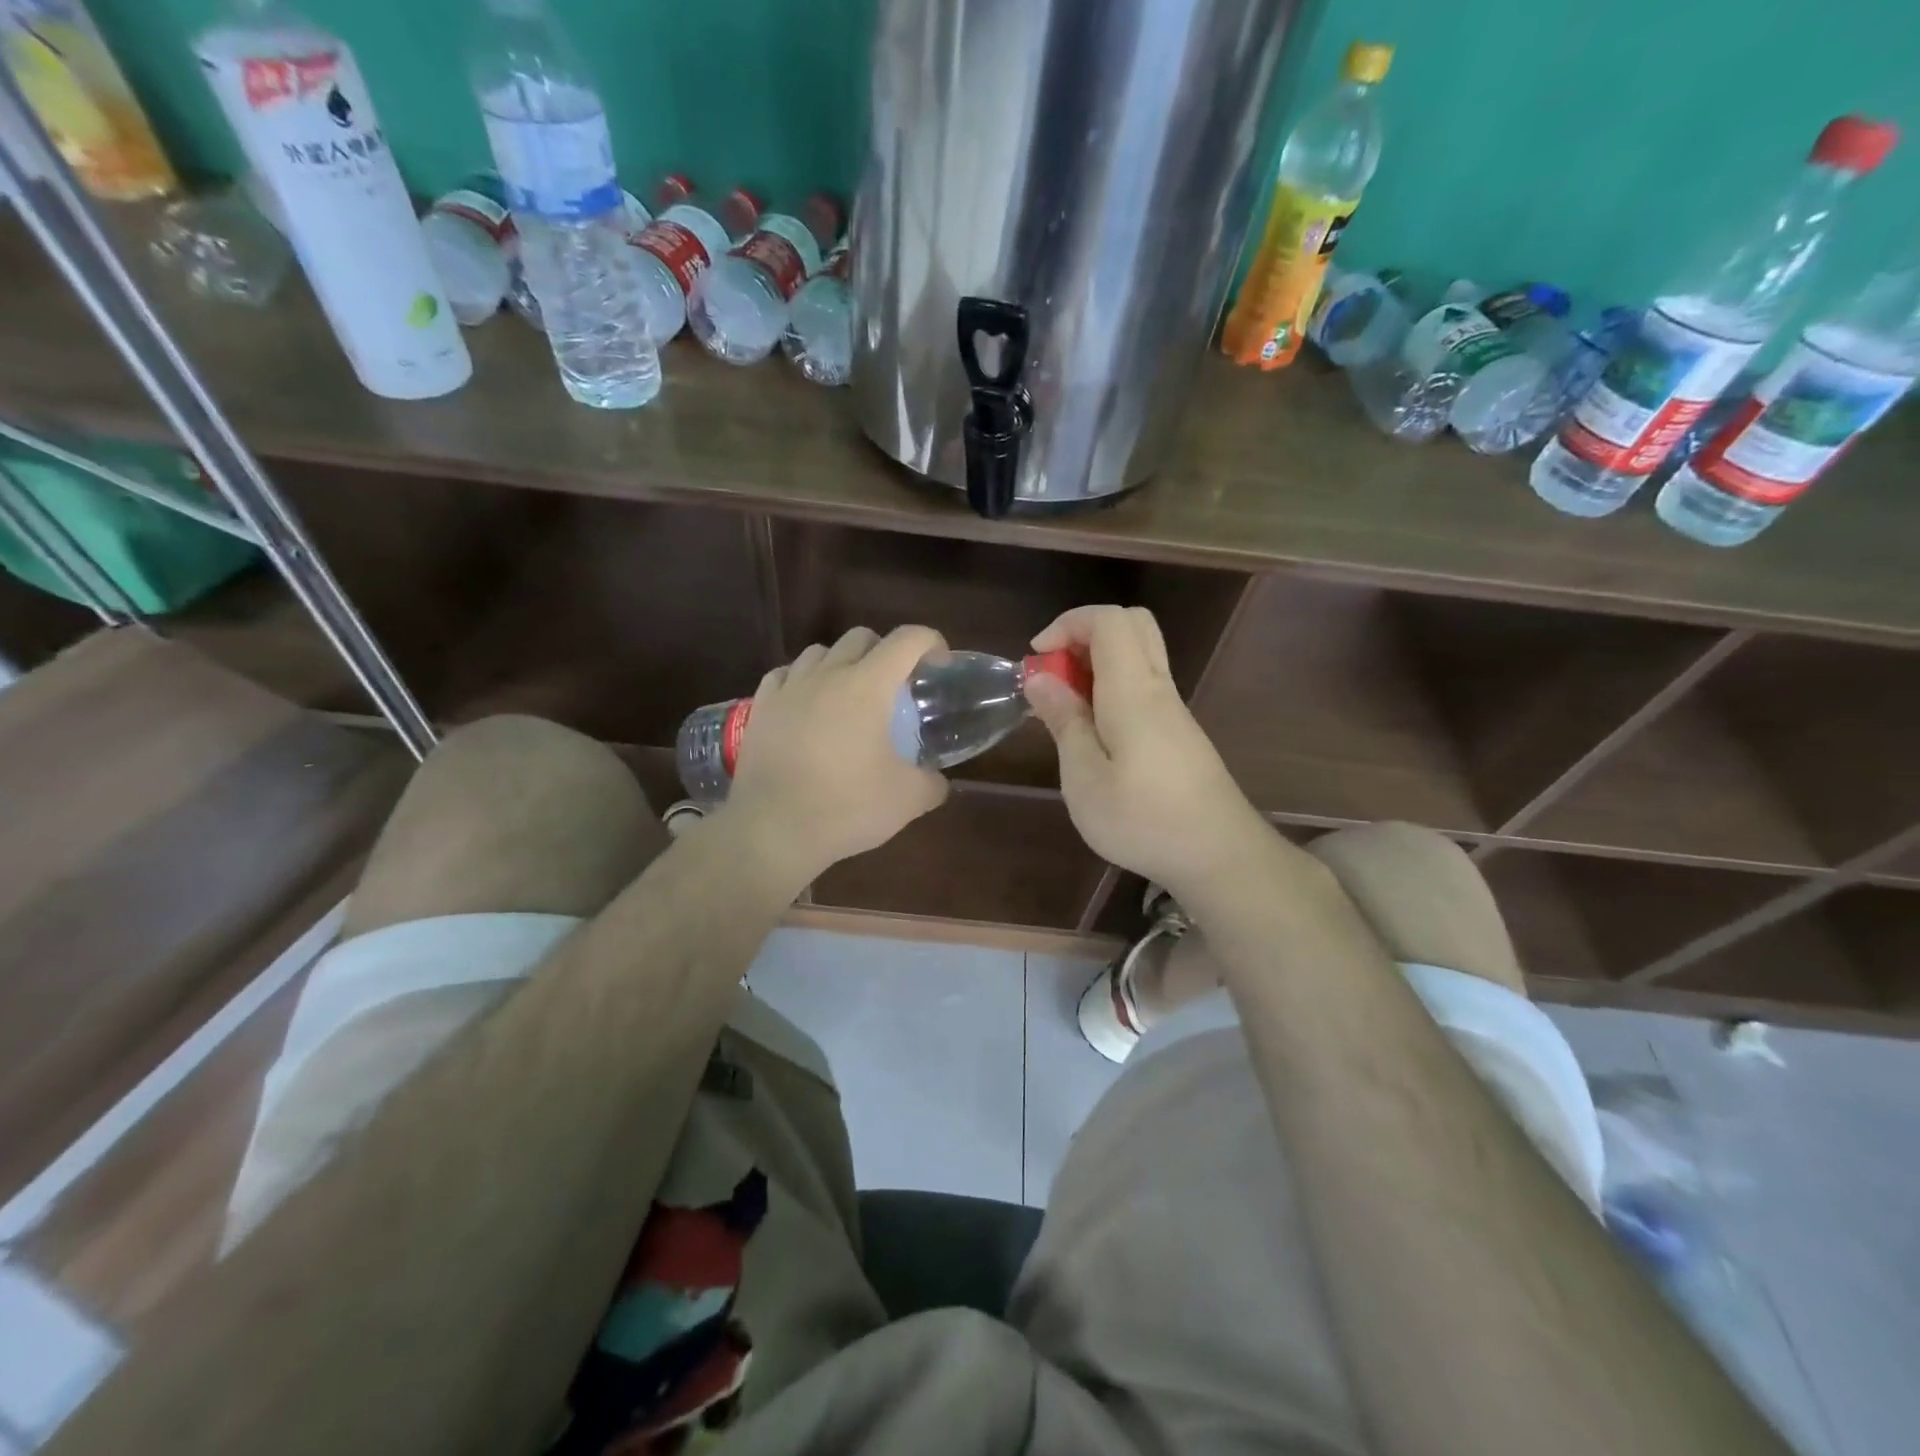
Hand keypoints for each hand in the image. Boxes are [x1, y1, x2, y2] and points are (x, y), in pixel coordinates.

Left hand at [724, 625, 949, 881]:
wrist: (772, 829)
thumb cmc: (845, 807)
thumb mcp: (907, 800)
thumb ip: (932, 783)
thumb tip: (938, 781)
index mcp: (868, 685)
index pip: (907, 639)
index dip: (931, 643)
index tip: (938, 666)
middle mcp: (828, 674)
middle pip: (861, 637)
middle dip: (885, 652)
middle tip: (895, 688)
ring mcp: (789, 688)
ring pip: (820, 652)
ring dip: (842, 663)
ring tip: (849, 696)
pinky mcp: (761, 706)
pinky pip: (786, 675)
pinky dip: (803, 681)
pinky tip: (807, 706)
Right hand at [1025, 605, 1269, 901]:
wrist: (1219, 855)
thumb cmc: (1143, 819)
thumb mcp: (1084, 778)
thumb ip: (1064, 721)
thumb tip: (1041, 678)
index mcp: (1132, 690)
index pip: (1108, 619)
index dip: (1068, 623)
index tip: (1036, 658)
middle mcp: (1157, 688)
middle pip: (1131, 624)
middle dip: (1084, 635)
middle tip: (1055, 673)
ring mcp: (1173, 710)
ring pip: (1139, 654)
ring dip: (1097, 663)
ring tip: (1066, 706)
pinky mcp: (1179, 732)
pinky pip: (1144, 685)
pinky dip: (1112, 687)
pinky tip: (1094, 732)